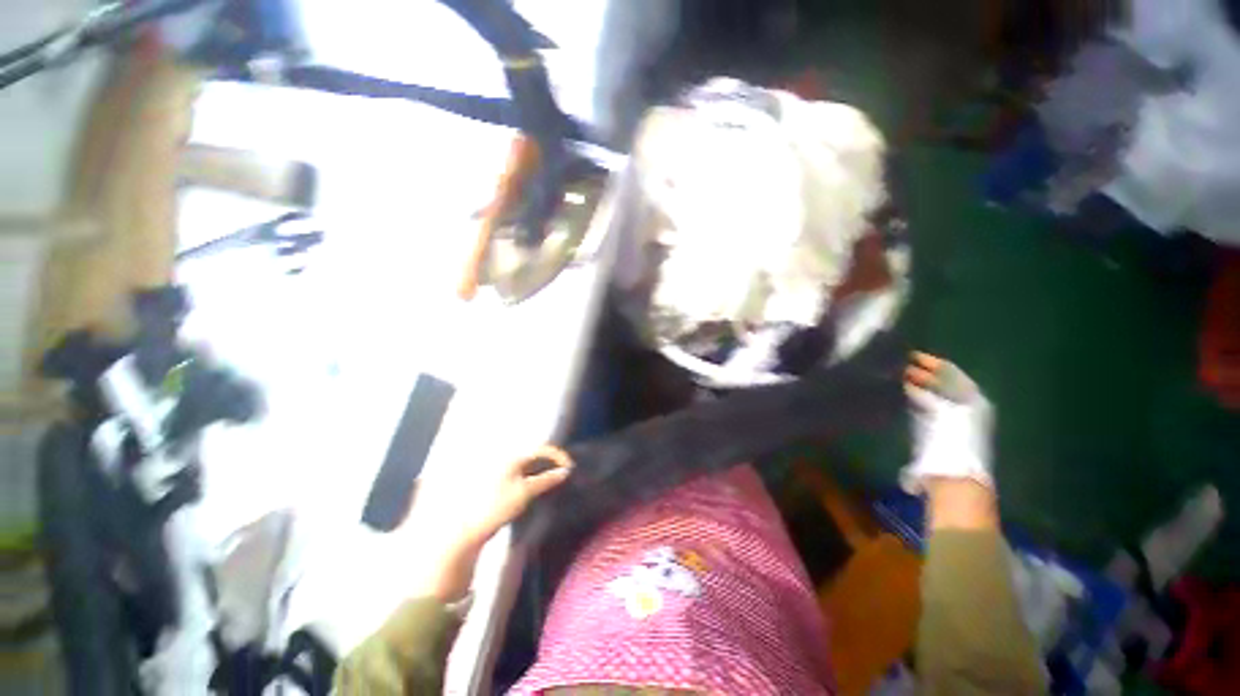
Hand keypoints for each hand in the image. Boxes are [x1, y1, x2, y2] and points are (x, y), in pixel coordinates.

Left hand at [407, 446, 572, 600]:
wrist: (463, 531)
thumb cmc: (496, 506)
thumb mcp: (525, 492)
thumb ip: (546, 479)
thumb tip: (565, 471)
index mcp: (513, 458)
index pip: (542, 449)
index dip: (559, 456)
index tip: (571, 468)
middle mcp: (507, 461)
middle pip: (535, 456)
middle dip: (552, 463)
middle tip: (565, 475)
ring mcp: (501, 473)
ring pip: (528, 467)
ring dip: (543, 472)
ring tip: (554, 482)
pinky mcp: (497, 486)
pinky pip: (521, 476)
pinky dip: (533, 479)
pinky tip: (537, 489)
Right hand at [901, 352, 994, 494]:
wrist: (953, 476)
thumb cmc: (952, 441)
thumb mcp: (942, 412)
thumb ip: (925, 395)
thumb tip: (908, 381)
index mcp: (973, 400)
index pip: (951, 373)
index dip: (932, 363)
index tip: (910, 355)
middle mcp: (967, 407)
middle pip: (943, 383)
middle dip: (922, 373)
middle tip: (900, 365)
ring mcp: (954, 420)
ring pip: (934, 395)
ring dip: (918, 385)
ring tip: (898, 377)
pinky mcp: (941, 432)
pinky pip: (927, 407)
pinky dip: (916, 399)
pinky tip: (903, 395)